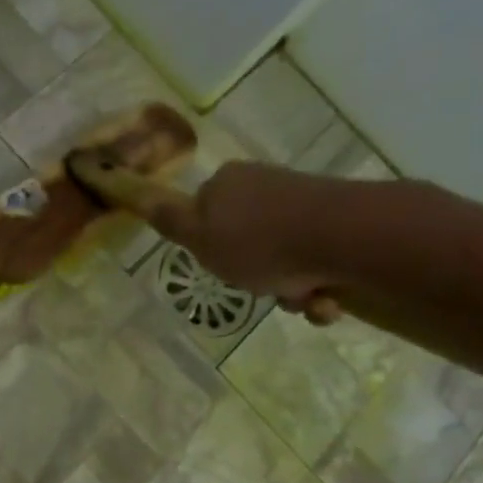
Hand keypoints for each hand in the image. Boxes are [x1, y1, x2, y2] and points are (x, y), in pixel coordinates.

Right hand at [134, 160, 355, 322]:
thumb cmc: (259, 243)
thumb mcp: (199, 237)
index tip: (221, 266)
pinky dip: (317, 286)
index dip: (210, 248)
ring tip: (302, 298)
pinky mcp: (337, 221)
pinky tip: (324, 297)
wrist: (343, 238)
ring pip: (282, 258)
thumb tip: (139, 194)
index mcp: (227, 184)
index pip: (205, 217)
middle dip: (255, 276)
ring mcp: (302, 202)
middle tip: (261, 289)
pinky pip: (315, 262)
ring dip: (289, 288)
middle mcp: (263, 186)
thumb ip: (170, 219)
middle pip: (246, 243)